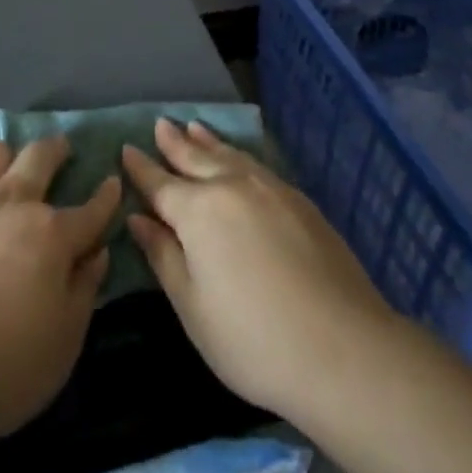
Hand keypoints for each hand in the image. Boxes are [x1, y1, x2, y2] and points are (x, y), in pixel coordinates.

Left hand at [0, 136, 119, 444]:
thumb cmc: (4, 366)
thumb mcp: (64, 342)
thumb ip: (83, 291)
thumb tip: (97, 253)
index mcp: (50, 236)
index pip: (90, 209)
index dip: (106, 197)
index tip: (113, 183)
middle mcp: (10, 203)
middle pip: (39, 158)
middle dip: (55, 149)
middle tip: (60, 149)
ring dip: (2, 155)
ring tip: (4, 164)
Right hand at [122, 118, 395, 422]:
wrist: (345, 348)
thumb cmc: (254, 339)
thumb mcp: (193, 308)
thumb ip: (163, 257)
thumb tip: (138, 218)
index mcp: (197, 211)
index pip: (160, 183)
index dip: (141, 168)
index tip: (126, 149)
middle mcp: (230, 186)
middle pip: (195, 158)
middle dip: (174, 143)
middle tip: (161, 124)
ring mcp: (269, 188)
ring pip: (229, 155)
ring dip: (207, 141)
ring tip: (194, 127)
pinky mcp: (299, 200)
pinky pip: (256, 164)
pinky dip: (237, 154)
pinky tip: (239, 158)